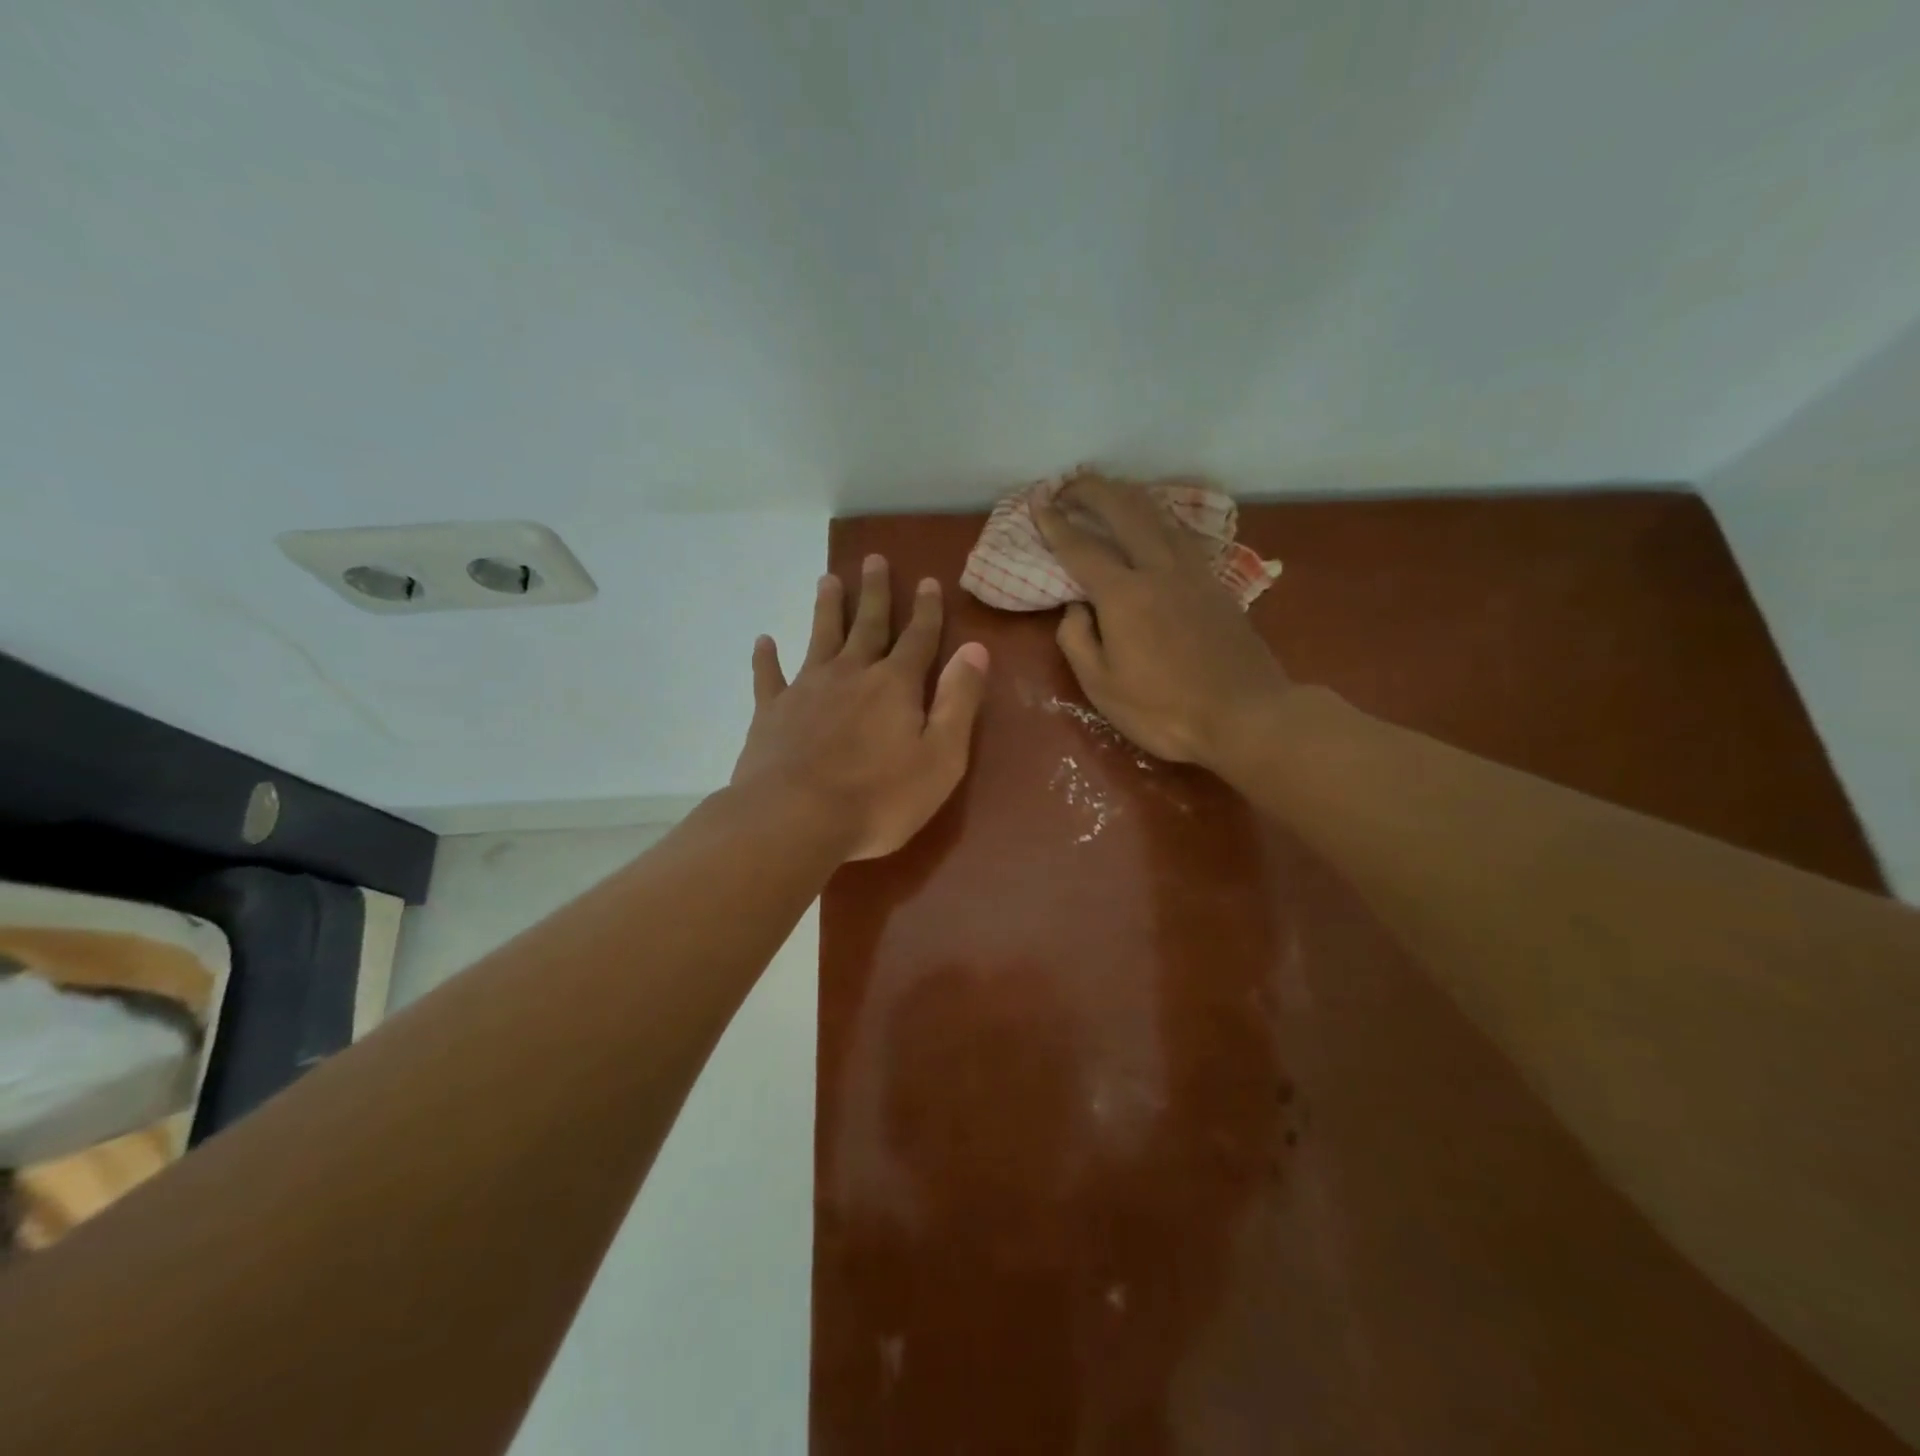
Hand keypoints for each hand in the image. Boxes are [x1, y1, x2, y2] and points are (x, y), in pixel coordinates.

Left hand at [730, 556, 989, 860]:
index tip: (927, 580)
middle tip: (873, 559)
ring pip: (820, 637)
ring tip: (827, 579)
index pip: (918, 638)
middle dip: (875, 592)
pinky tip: (764, 641)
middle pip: (867, 625)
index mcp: (895, 685)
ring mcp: (807, 690)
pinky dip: (767, 658)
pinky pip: (769, 677)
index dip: (926, 610)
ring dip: (827, 609)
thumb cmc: (879, 798)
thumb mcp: (940, 757)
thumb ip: (959, 701)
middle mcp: (851, 674)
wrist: (794, 820)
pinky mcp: (772, 712)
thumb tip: (975, 649)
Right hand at [1036, 475, 1288, 771]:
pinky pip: (1181, 533)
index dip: (1055, 523)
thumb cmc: (1164, 710)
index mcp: (1123, 595)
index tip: (1037, 501)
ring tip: (1107, 491)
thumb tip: (1075, 608)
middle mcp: (1158, 569)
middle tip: (1068, 484)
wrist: (1246, 716)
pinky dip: (1158, 517)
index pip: (1080, 547)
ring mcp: (1193, 572)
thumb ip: (1077, 641)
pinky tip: (1154, 523)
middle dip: (1092, 490)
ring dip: (1127, 495)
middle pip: (1124, 510)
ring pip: (1158, 514)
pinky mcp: (1216, 582)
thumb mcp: (1101, 687)